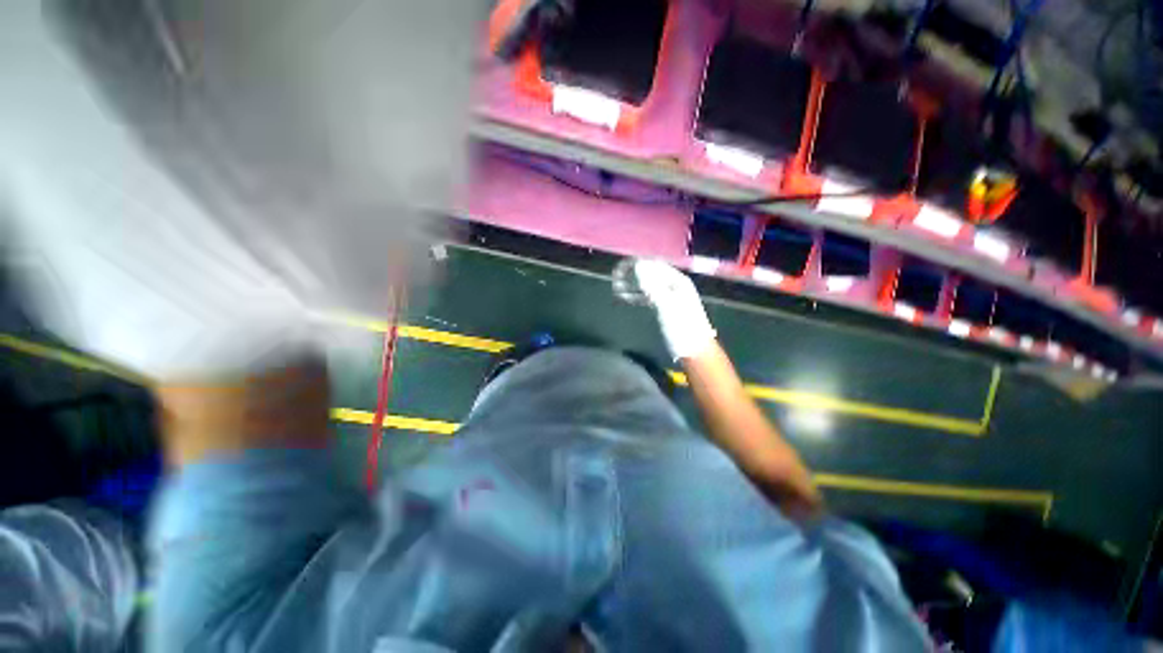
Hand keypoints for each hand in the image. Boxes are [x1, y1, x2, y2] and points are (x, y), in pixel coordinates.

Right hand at [622, 259, 715, 360]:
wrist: (693, 350)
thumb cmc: (682, 326)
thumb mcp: (667, 304)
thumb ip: (652, 284)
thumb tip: (638, 265)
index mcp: (678, 281)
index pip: (655, 265)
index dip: (637, 263)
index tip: (620, 267)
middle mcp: (673, 285)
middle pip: (650, 274)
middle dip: (633, 273)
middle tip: (615, 277)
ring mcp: (668, 297)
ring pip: (647, 285)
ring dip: (632, 285)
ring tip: (616, 287)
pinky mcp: (663, 308)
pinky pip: (647, 297)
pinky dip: (636, 296)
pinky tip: (625, 297)